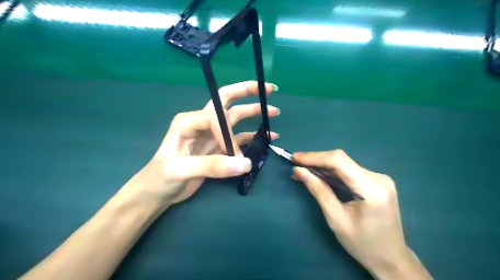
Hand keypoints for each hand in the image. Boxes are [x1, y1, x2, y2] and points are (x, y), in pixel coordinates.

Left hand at [128, 80, 279, 204]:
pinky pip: (239, 138)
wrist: (158, 192)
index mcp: (189, 120)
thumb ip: (212, 165)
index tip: (234, 155)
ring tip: (274, 112)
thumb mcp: (180, 170)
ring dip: (254, 113)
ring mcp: (212, 134)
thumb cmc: (161, 177)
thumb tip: (246, 164)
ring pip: (236, 118)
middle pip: (226, 100)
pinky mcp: (218, 147)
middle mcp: (202, 122)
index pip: (216, 117)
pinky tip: (268, 136)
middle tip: (268, 89)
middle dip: (247, 92)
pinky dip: (253, 136)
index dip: (228, 134)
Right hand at [294, 151, 432, 279]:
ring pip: (344, 164)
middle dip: (316, 161)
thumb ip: (318, 190)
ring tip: (303, 172)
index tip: (295, 158)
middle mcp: (379, 178)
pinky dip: (332, 173)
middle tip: (296, 166)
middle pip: (341, 160)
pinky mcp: (377, 181)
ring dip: (322, 167)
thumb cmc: (362, 244)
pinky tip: (320, 177)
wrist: (391, 259)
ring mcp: (380, 179)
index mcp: (372, 189)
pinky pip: (349, 171)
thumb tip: (299, 171)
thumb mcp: (336, 219)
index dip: (315, 157)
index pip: (339, 161)